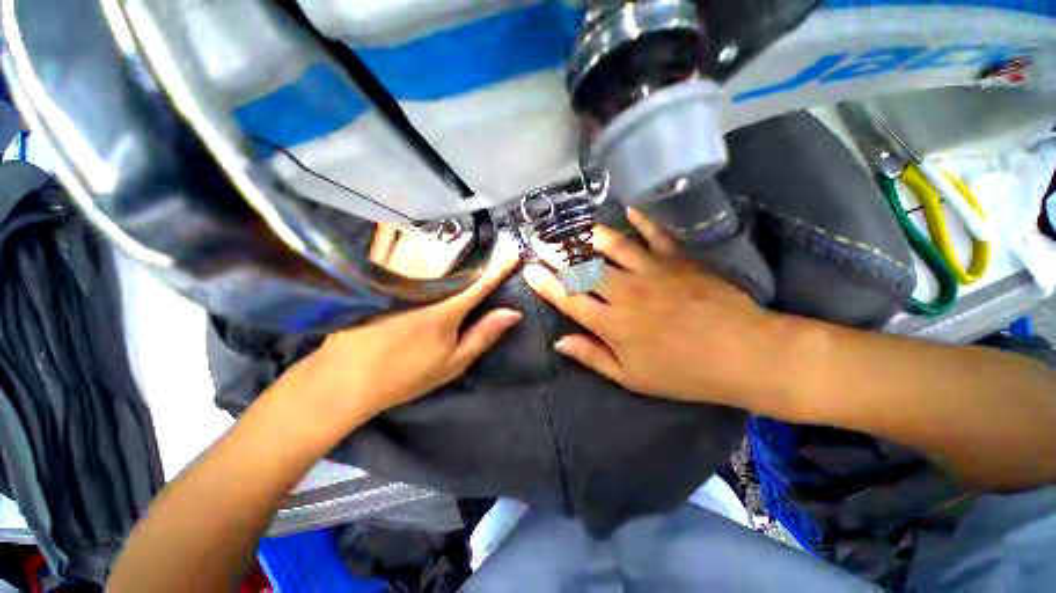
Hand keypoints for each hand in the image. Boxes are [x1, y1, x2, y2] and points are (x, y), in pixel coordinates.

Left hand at [291, 240, 522, 422]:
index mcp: (447, 309)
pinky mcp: (377, 275)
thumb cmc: (406, 375)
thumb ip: (484, 334)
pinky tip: (422, 228)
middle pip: (456, 255)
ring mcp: (397, 276)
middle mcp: (424, 284)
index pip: (482, 281)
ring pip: (428, 243)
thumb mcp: (453, 362)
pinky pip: (395, 243)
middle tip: (494, 238)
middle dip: (478, 245)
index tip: (517, 252)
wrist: (344, 380)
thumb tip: (514, 312)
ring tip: (466, 230)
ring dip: (450, 234)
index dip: (502, 266)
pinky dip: (410, 231)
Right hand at [524, 209, 783, 407]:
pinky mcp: (678, 259)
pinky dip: (642, 219)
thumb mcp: (632, 378)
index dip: (545, 284)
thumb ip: (593, 356)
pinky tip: (630, 209)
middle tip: (543, 242)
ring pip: (612, 245)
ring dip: (590, 235)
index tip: (529, 270)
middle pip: (583, 267)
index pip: (568, 298)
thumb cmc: (683, 373)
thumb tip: (560, 341)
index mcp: (612, 323)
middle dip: (558, 253)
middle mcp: (625, 292)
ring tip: (577, 228)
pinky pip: (655, 234)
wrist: (743, 354)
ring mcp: (652, 271)